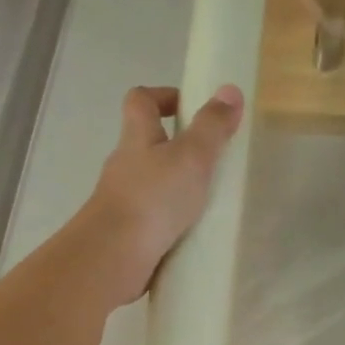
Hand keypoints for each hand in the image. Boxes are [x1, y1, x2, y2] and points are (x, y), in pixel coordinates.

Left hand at [74, 83, 244, 307]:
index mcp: (136, 137)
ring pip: (148, 184)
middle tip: (207, 161)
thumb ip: (212, 127)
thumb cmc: (153, 197)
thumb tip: (230, 90)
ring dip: (171, 188)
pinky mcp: (125, 233)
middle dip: (173, 147)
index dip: (162, 96)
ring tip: (204, 202)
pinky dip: (167, 221)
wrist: (114, 254)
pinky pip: (149, 219)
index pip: (141, 100)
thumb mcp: (191, 156)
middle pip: (145, 143)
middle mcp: (123, 165)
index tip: (188, 107)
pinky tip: (188, 234)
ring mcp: (121, 201)